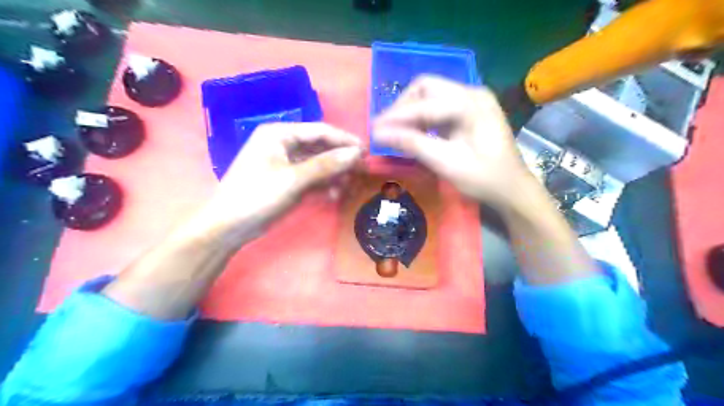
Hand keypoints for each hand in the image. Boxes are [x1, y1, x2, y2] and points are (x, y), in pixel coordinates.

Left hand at [192, 123, 361, 244]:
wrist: (229, 226)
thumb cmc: (257, 196)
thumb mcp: (294, 179)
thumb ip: (326, 165)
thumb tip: (356, 153)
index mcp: (279, 133)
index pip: (320, 131)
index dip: (344, 140)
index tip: (366, 152)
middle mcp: (283, 143)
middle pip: (320, 147)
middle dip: (340, 160)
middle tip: (361, 172)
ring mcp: (285, 162)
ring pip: (318, 163)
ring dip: (334, 174)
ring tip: (349, 186)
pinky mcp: (287, 179)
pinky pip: (312, 176)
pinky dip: (324, 184)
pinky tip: (335, 194)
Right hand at [374, 75, 536, 210]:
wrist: (512, 189)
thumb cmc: (483, 179)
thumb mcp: (446, 163)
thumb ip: (413, 144)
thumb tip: (378, 133)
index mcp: (471, 104)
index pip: (424, 104)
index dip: (396, 117)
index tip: (373, 129)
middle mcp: (472, 92)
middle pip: (426, 88)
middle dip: (402, 107)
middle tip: (386, 129)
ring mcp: (472, 100)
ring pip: (430, 95)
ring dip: (410, 111)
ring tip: (395, 131)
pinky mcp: (469, 110)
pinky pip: (438, 105)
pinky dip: (422, 117)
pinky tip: (413, 132)